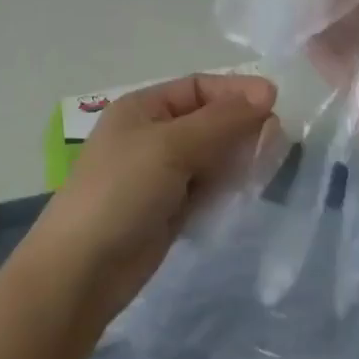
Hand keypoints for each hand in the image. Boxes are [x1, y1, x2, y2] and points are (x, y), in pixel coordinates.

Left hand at [25, 74, 276, 323]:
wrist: (81, 271)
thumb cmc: (122, 192)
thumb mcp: (171, 146)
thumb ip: (221, 121)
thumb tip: (267, 92)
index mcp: (143, 108)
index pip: (198, 87)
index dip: (236, 92)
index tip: (276, 104)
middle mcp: (151, 135)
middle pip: (208, 120)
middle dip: (241, 127)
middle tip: (277, 141)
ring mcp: (160, 175)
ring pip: (211, 156)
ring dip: (237, 158)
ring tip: (265, 168)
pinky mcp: (169, 210)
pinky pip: (207, 188)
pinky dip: (226, 188)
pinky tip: (246, 193)